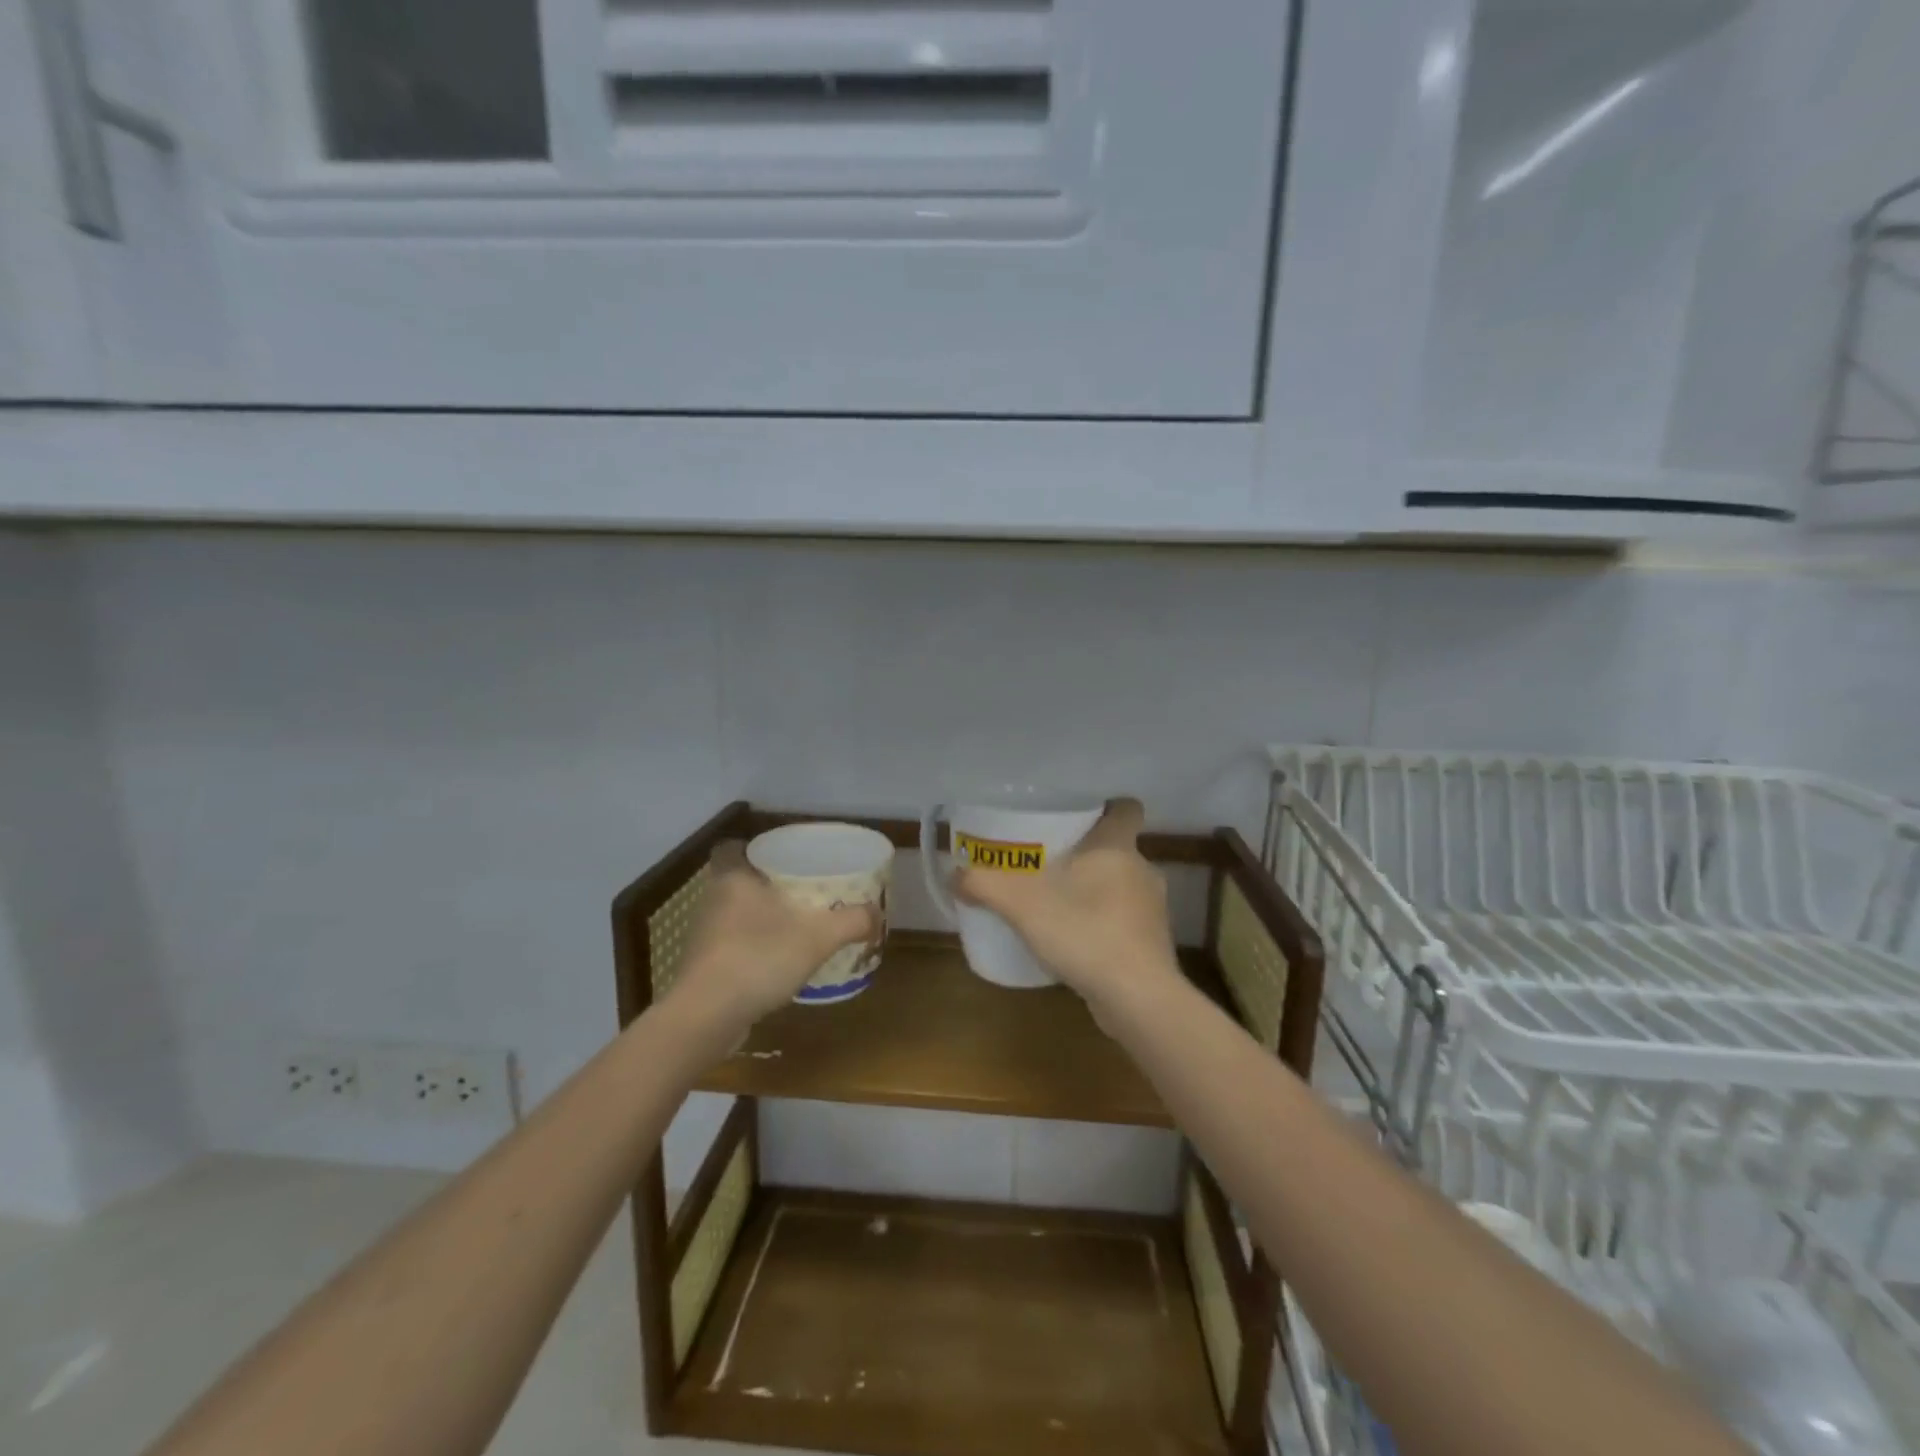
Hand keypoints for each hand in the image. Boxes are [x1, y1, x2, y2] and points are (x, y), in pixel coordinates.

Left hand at [668, 841, 878, 1029]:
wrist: (706, 1018)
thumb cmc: (758, 958)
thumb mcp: (818, 937)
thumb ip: (852, 921)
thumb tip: (877, 914)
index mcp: (733, 878)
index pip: (730, 847)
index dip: (751, 847)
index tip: (779, 856)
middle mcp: (713, 901)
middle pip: (737, 880)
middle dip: (766, 884)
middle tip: (801, 890)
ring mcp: (704, 936)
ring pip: (735, 914)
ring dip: (760, 919)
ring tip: (796, 925)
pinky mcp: (704, 967)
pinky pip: (732, 946)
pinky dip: (752, 949)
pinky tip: (778, 962)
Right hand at [953, 798, 1181, 1018]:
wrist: (1136, 997)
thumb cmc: (1085, 931)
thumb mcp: (1021, 904)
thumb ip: (984, 884)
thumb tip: (952, 873)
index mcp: (1117, 847)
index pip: (1127, 809)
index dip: (1107, 807)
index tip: (1079, 815)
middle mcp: (1142, 870)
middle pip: (1116, 849)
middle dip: (1085, 854)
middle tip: (1047, 861)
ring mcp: (1152, 910)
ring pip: (1120, 886)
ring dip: (1093, 891)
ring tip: (1055, 903)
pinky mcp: (1151, 944)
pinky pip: (1122, 921)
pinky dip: (1101, 924)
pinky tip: (1073, 940)